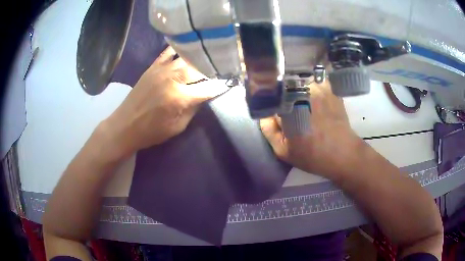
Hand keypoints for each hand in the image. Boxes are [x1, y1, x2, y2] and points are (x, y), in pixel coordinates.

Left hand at [102, 47, 227, 157]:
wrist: (124, 125)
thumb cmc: (151, 132)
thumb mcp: (177, 127)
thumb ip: (193, 109)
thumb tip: (205, 95)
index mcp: (180, 98)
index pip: (208, 88)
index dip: (221, 85)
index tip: (231, 81)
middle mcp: (173, 79)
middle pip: (199, 68)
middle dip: (212, 68)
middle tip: (222, 67)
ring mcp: (161, 70)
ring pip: (186, 58)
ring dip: (199, 58)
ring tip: (208, 57)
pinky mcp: (152, 67)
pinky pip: (167, 53)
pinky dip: (178, 49)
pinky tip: (187, 48)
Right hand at [260, 81, 363, 179]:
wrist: (343, 154)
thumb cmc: (312, 155)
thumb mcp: (283, 150)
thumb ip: (269, 130)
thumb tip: (265, 113)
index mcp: (288, 105)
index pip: (270, 98)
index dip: (272, 107)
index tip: (277, 118)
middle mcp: (302, 91)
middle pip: (285, 88)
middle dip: (285, 99)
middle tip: (292, 115)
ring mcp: (318, 87)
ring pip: (299, 84)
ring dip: (299, 93)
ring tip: (306, 109)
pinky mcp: (329, 89)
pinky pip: (315, 84)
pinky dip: (313, 90)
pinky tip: (316, 103)